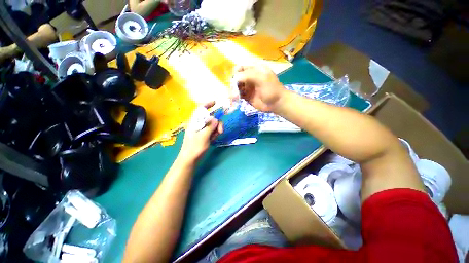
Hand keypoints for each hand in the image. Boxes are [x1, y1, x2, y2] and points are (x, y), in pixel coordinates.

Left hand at [178, 102, 222, 162]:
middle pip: (210, 118)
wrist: (190, 160)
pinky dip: (214, 134)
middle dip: (217, 123)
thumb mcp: (203, 136)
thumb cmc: (194, 148)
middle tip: (220, 130)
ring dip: (216, 129)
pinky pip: (212, 131)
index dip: (207, 104)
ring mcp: (201, 130)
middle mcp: (198, 124)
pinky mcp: (204, 135)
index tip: (215, 102)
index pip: (200, 109)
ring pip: (212, 125)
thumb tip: (216, 119)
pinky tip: (213, 139)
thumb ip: (210, 127)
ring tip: (215, 137)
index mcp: (194, 122)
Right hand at [234, 65, 285, 111]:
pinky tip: (234, 99)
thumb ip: (248, 76)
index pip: (240, 68)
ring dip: (233, 91)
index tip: (235, 80)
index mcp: (254, 69)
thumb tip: (234, 78)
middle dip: (233, 83)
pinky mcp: (246, 96)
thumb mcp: (262, 79)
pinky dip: (235, 97)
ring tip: (234, 96)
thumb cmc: (271, 89)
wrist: (276, 103)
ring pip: (236, 87)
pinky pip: (238, 95)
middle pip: (236, 78)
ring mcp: (247, 87)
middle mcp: (249, 77)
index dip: (235, 73)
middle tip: (234, 90)